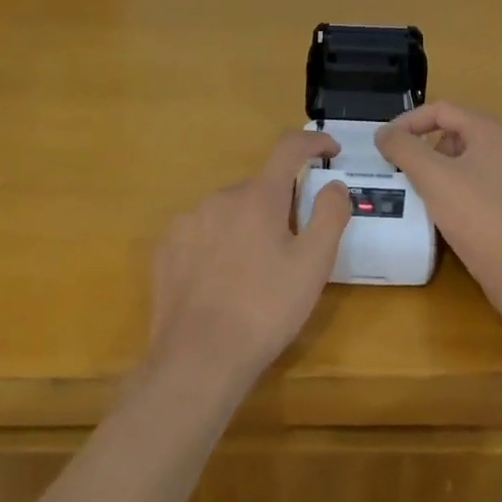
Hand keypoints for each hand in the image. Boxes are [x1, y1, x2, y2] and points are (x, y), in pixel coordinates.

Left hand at [147, 130, 349, 390]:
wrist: (199, 359)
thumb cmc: (265, 309)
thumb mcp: (313, 265)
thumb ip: (330, 215)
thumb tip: (334, 184)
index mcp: (258, 196)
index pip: (288, 148)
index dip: (313, 142)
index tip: (330, 151)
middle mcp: (220, 197)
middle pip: (259, 188)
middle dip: (279, 206)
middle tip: (292, 247)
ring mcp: (187, 221)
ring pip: (229, 211)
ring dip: (247, 226)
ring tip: (254, 272)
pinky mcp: (166, 248)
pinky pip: (201, 232)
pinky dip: (217, 243)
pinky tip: (221, 281)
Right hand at [376, 101, 501, 304]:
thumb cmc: (478, 216)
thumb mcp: (432, 177)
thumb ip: (403, 148)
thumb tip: (383, 132)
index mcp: (491, 130)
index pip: (441, 110)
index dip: (408, 122)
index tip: (384, 144)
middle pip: (452, 130)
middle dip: (421, 144)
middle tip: (398, 166)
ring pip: (461, 157)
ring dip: (434, 167)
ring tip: (414, 188)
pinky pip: (472, 180)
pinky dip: (450, 185)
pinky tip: (438, 208)